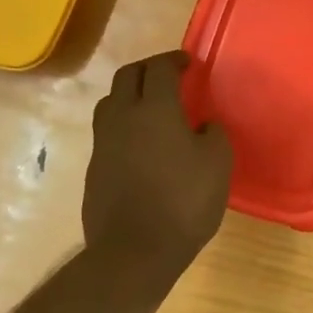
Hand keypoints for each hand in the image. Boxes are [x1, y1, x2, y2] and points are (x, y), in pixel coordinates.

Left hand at [84, 51, 232, 283]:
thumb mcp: (217, 164)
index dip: (174, 60)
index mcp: (154, 108)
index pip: (159, 68)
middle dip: (148, 69)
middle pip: (127, 76)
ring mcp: (103, 143)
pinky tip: (140, 145)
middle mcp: (122, 116)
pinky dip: (123, 126)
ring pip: (111, 102)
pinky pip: (107, 133)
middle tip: (168, 77)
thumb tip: (203, 125)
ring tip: (150, 107)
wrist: (134, 251)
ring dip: (130, 95)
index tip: (189, 64)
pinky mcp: (94, 168)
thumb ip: (213, 134)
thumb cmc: (183, 202)